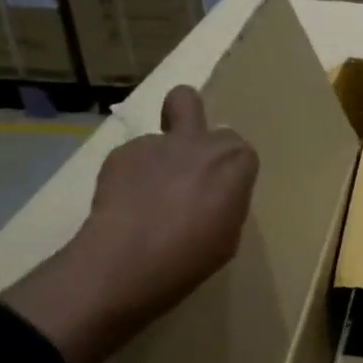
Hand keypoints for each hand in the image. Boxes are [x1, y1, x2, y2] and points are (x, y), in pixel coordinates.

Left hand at [1, 86, 257, 362]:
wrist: (129, 259)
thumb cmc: (192, 256)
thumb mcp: (229, 235)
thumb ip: (227, 201)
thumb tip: (214, 194)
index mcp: (235, 163)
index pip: (241, 150)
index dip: (230, 169)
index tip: (222, 191)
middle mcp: (199, 142)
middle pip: (191, 103)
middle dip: (189, 124)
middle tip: (184, 163)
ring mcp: (157, 143)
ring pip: (158, 133)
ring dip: (159, 156)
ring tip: (147, 194)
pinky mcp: (121, 153)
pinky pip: (133, 156)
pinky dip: (132, 174)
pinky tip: (125, 203)